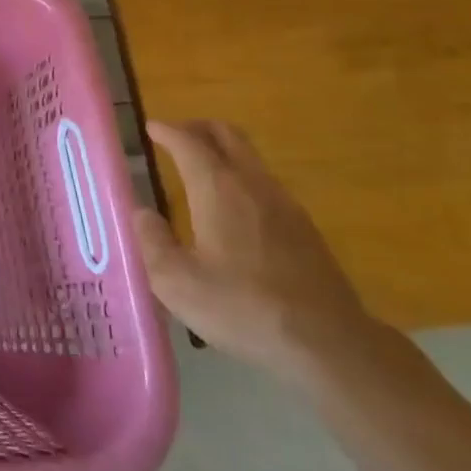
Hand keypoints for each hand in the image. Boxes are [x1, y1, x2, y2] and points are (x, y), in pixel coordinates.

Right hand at [135, 119, 381, 381]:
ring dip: (223, 151)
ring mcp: (284, 204)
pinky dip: (242, 177)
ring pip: (250, 158)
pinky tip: (233, 208)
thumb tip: (142, 213)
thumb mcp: (176, 282)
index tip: (151, 127)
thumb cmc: (242, 307)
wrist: (328, 343)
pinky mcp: (304, 228)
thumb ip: (152, 241)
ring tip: (201, 169)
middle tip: (176, 136)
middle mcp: (252, 184)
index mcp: (217, 188)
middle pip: (227, 135)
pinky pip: (265, 184)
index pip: (188, 142)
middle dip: (198, 128)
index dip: (167, 131)